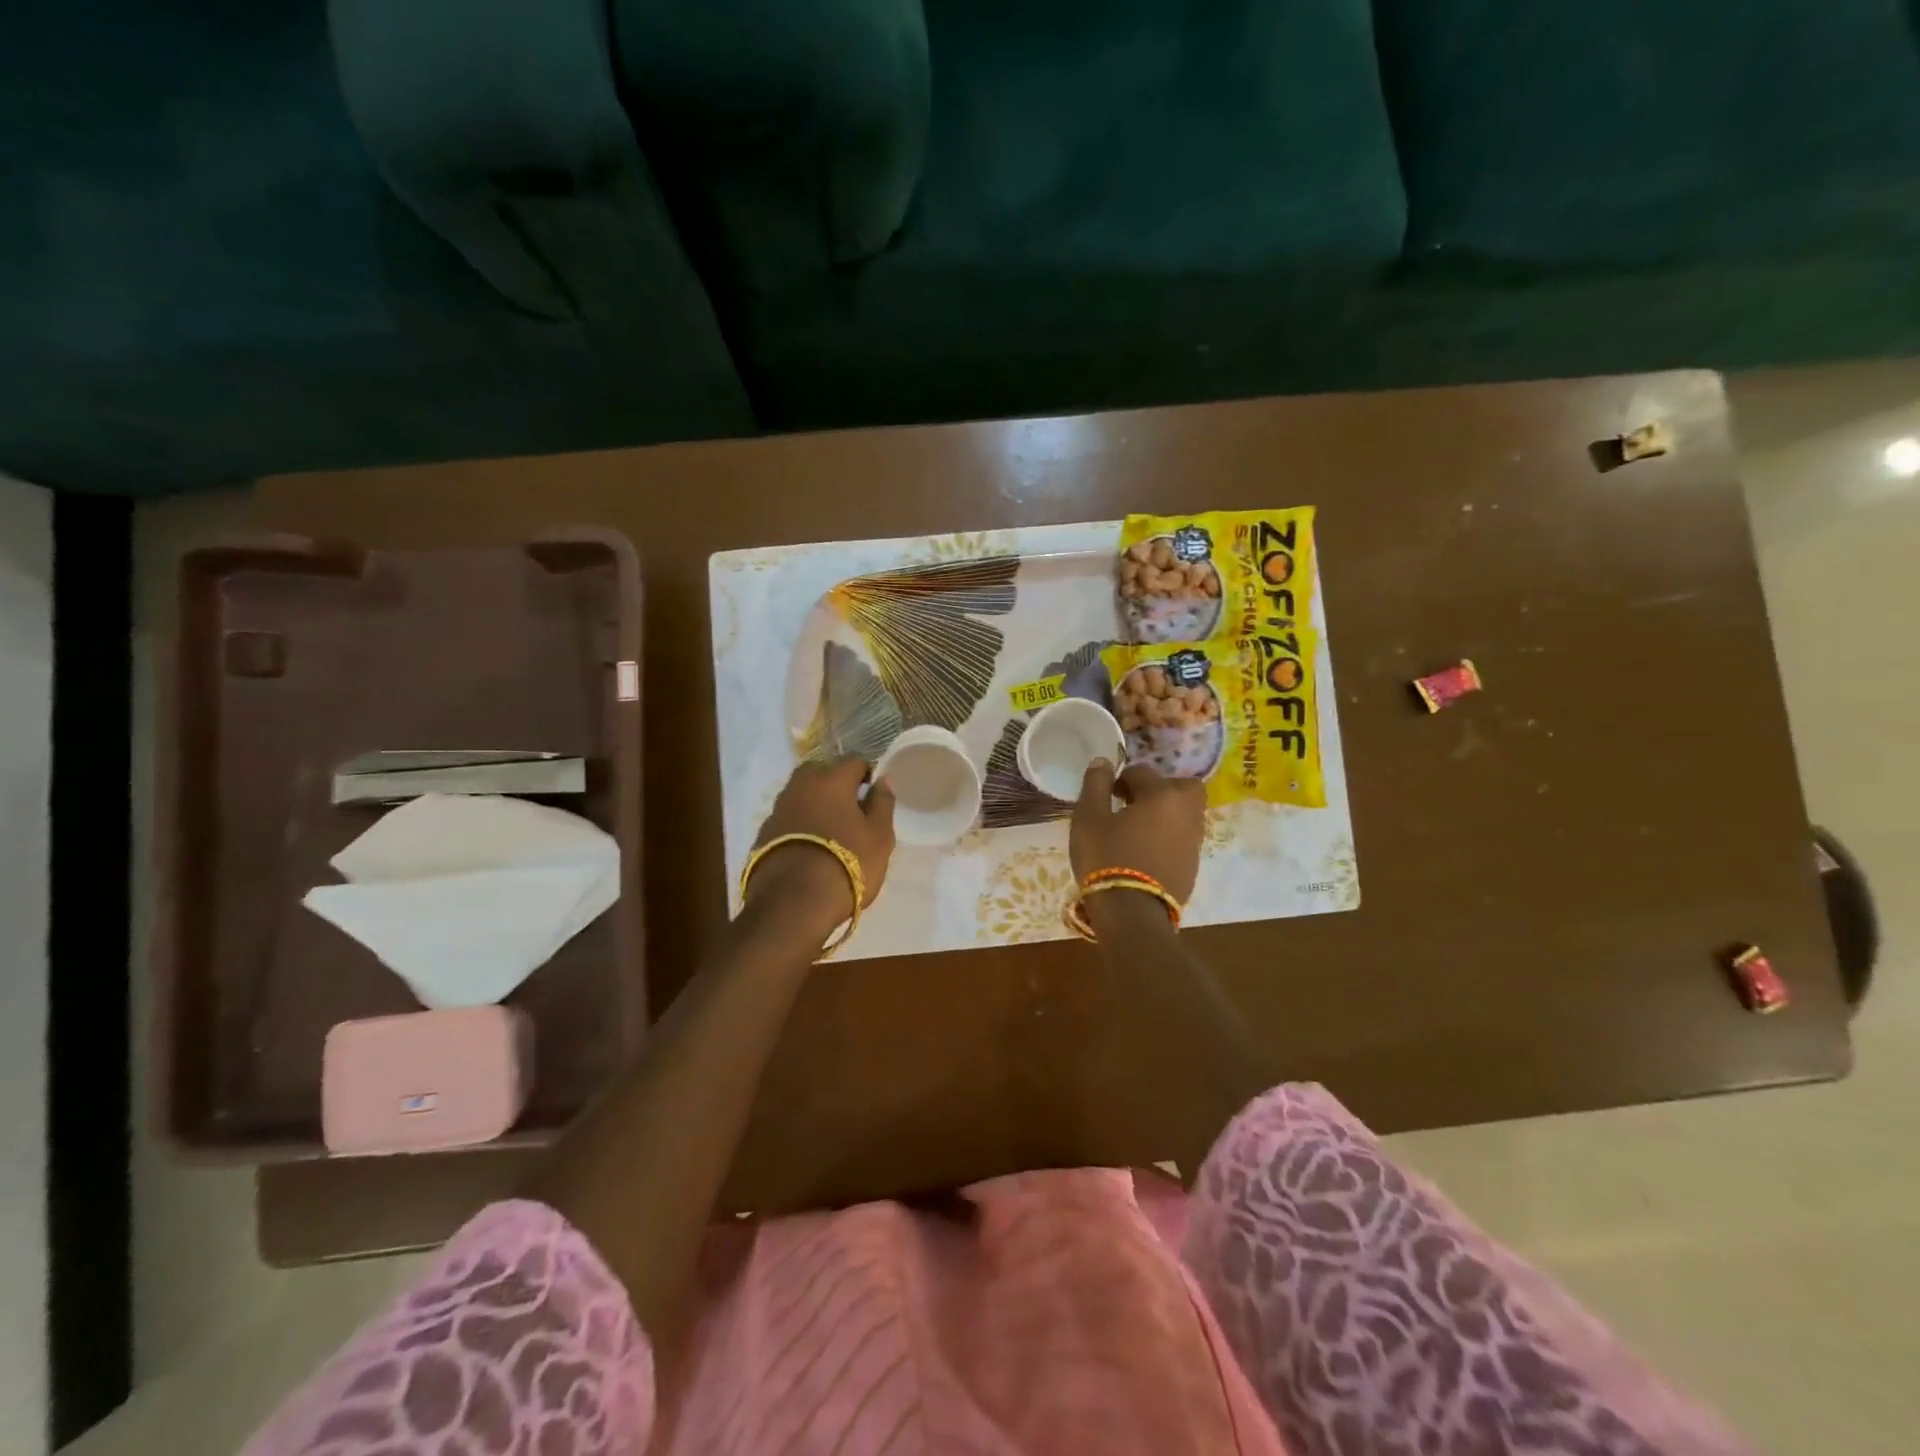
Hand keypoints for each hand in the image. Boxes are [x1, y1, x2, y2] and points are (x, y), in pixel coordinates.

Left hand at [746, 757, 896, 929]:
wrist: (793, 903)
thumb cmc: (847, 864)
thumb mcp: (879, 837)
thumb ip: (882, 804)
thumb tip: (882, 780)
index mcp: (832, 779)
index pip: (854, 762)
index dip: (867, 777)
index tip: (873, 799)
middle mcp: (801, 786)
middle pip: (820, 772)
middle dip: (835, 784)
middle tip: (850, 812)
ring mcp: (778, 809)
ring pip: (801, 795)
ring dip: (814, 805)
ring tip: (829, 832)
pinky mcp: (763, 834)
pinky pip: (788, 819)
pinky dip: (799, 825)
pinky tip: (809, 848)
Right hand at [1069, 760, 1204, 903]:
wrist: (1132, 915)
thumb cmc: (1107, 858)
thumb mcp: (1089, 818)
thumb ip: (1096, 785)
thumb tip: (1103, 762)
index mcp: (1162, 795)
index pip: (1143, 772)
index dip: (1121, 779)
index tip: (1107, 794)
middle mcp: (1186, 813)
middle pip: (1183, 787)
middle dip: (1161, 789)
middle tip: (1135, 803)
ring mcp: (1193, 842)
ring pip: (1186, 814)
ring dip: (1166, 814)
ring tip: (1137, 829)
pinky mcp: (1192, 867)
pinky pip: (1183, 839)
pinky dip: (1168, 837)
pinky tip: (1145, 851)